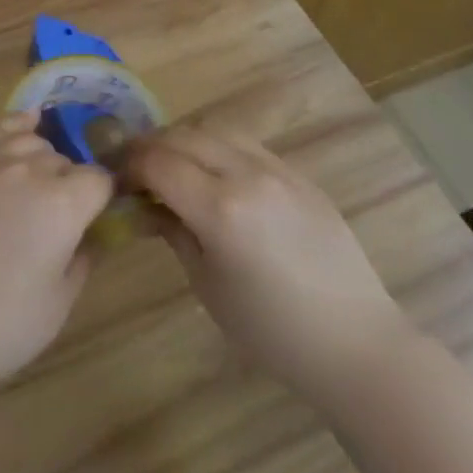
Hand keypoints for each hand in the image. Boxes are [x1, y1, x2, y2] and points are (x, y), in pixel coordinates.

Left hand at [0, 111, 112, 397]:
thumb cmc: (0, 324)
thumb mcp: (58, 304)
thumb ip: (82, 260)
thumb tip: (90, 236)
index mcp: (64, 204)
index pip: (99, 180)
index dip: (101, 198)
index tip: (95, 217)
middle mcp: (31, 170)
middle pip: (63, 160)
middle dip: (68, 181)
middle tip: (57, 216)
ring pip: (30, 139)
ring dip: (40, 157)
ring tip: (34, 181)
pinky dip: (13, 125)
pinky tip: (23, 123)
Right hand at [129, 123, 412, 402]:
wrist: (356, 342)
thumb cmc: (273, 331)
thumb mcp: (208, 286)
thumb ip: (172, 232)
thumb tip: (144, 204)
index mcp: (220, 209)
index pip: (157, 162)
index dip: (129, 165)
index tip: (116, 179)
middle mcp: (246, 175)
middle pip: (182, 136)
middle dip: (151, 147)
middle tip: (136, 169)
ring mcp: (276, 169)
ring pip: (213, 129)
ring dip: (184, 140)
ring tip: (174, 165)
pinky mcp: (298, 173)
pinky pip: (245, 143)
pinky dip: (218, 147)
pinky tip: (214, 173)